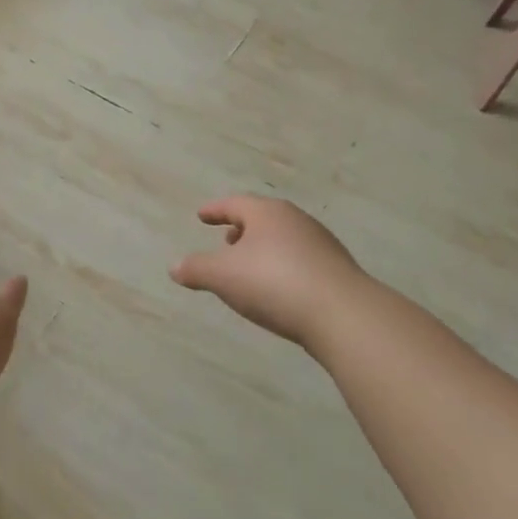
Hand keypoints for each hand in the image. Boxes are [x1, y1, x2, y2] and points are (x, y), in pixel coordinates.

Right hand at [170, 196, 369, 353]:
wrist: (343, 314)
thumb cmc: (274, 283)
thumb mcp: (223, 277)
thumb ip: (196, 269)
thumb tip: (174, 267)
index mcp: (266, 213)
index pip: (234, 204)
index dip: (215, 210)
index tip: (201, 216)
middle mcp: (295, 220)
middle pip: (262, 219)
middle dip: (241, 229)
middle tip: (225, 241)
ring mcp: (320, 243)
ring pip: (283, 239)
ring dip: (263, 249)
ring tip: (249, 268)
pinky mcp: (336, 269)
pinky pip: (300, 260)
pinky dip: (282, 266)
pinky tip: (278, 288)